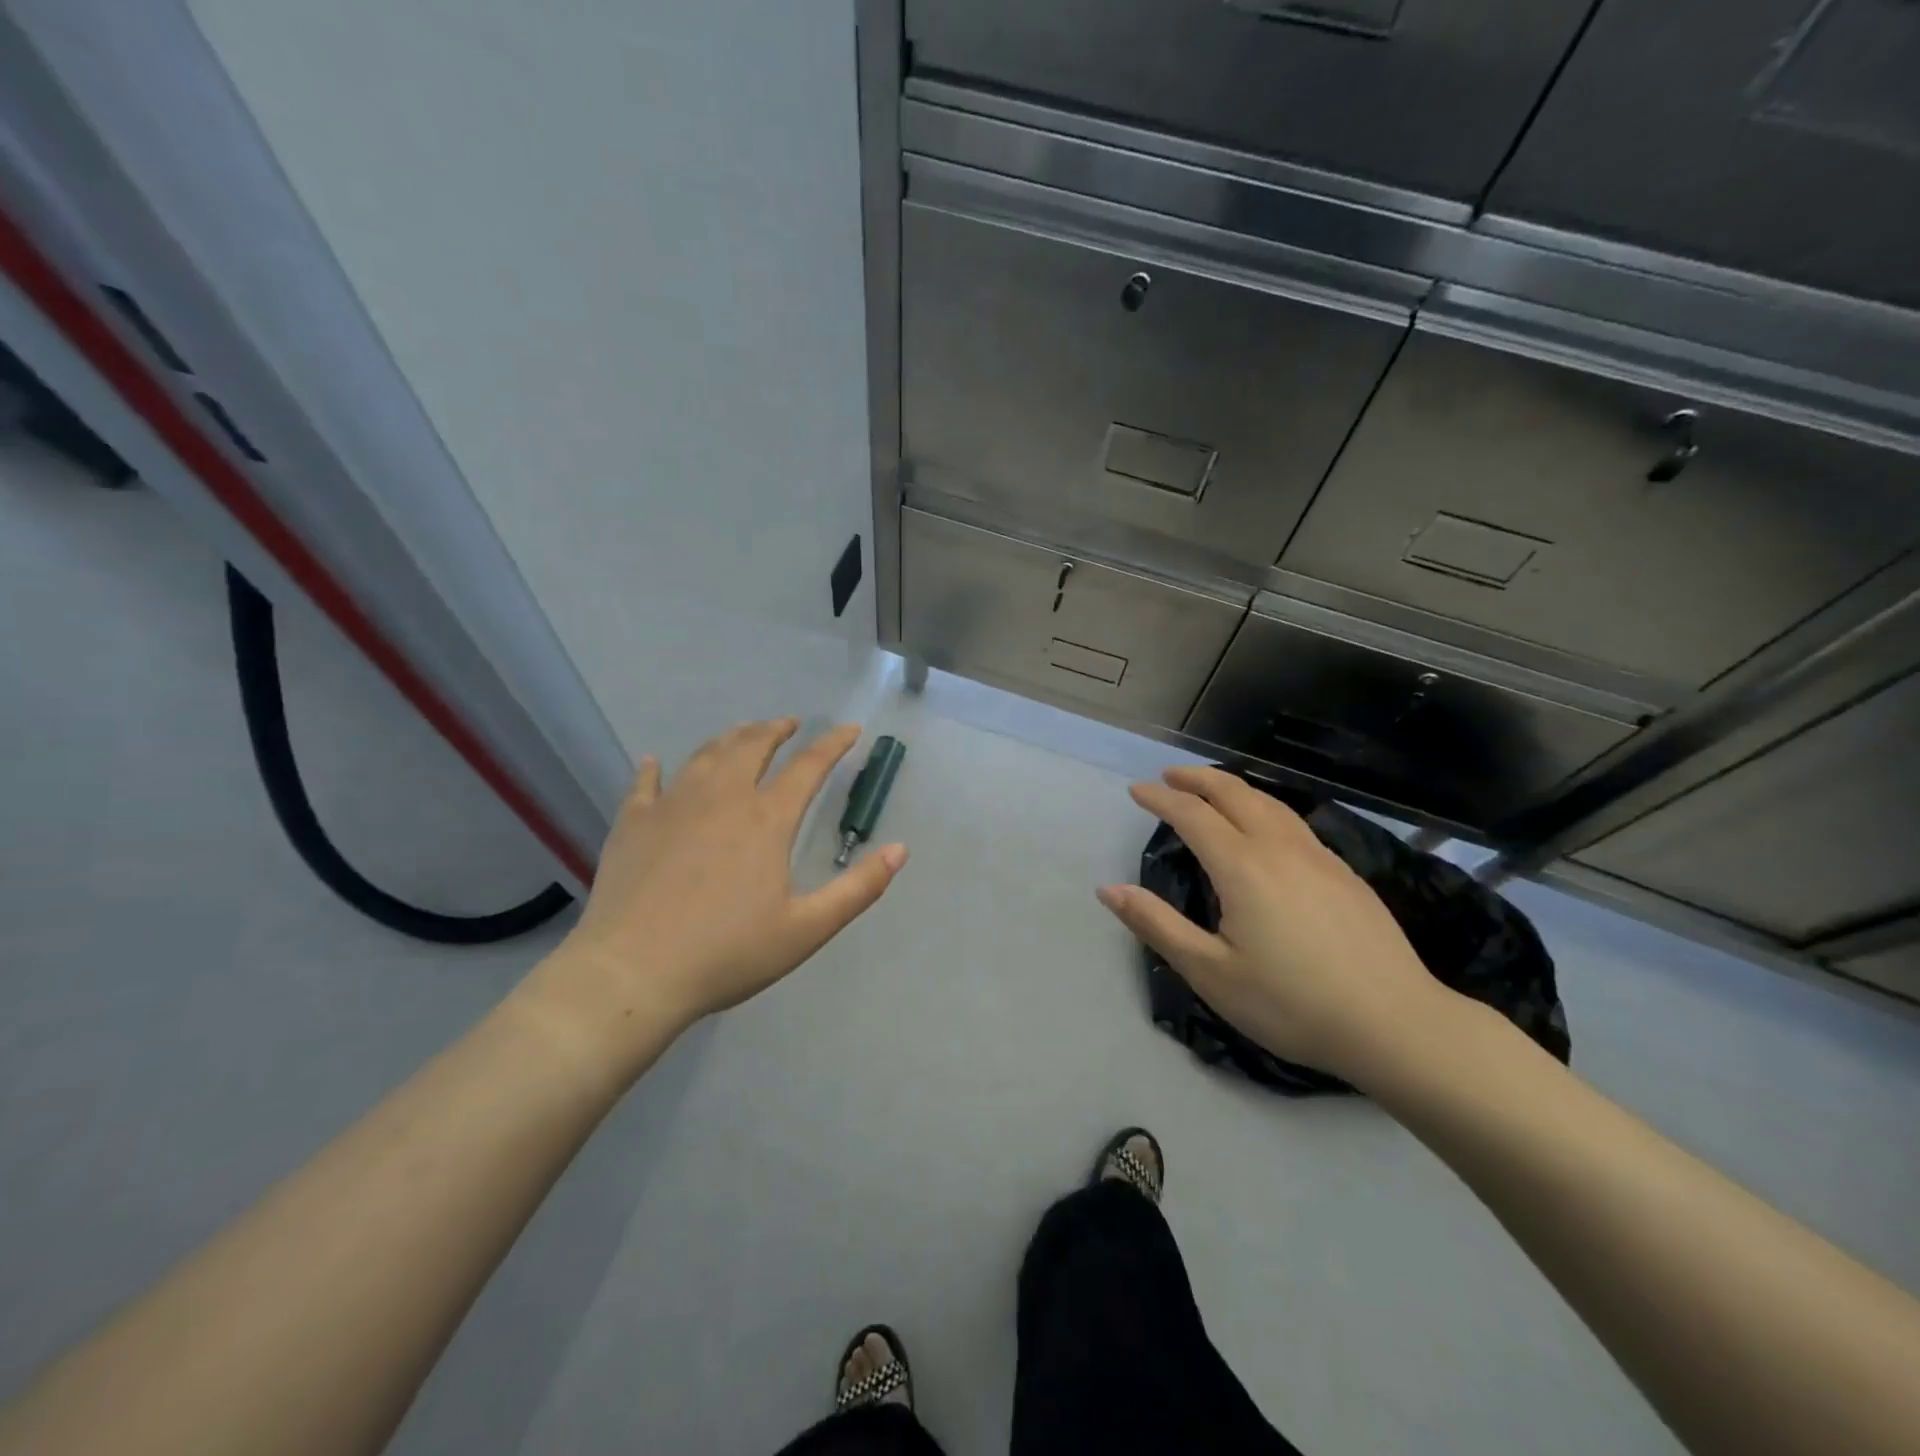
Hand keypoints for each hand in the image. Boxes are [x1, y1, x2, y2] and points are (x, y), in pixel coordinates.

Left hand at [541, 719, 906, 1049]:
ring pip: (705, 755)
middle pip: (752, 745)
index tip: (850, 730)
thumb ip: (859, 889)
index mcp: (767, 819)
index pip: (809, 766)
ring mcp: (672, 805)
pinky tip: (653, 763)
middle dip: (776, 730)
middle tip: (789, 724)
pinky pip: (645, 784)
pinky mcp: (633, 823)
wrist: (632, 973)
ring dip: (729, 738)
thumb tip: (901, 849)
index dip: (833, 744)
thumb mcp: (807, 929)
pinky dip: (653, 769)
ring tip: (741, 734)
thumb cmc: (728, 953)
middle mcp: (722, 797)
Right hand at [1098, 766, 1448, 1084]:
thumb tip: (1108, 889)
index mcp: (1243, 867)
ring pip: (1270, 802)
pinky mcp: (1346, 874)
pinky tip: (1265, 828)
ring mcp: (1319, 858)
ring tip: (1211, 789)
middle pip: (1234, 793)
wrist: (1397, 1025)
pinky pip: (1294, 821)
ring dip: (1233, 787)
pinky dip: (1264, 807)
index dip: (1160, 799)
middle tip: (1169, 776)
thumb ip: (1157, 925)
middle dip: (1197, 779)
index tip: (1136, 791)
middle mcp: (1280, 848)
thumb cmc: (1292, 1004)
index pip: (1192, 815)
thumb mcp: (1211, 972)